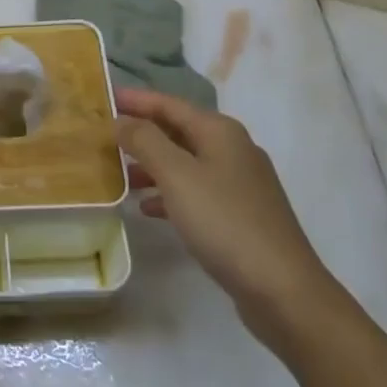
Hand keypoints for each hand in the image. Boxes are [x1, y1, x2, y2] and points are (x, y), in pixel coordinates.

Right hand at [117, 89, 333, 345]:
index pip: (169, 104)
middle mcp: (232, 149)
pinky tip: (148, 208)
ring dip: (152, 164)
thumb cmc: (224, 222)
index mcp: (220, 132)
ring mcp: (239, 184)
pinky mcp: (240, 215)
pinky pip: (195, 191)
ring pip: (185, 162)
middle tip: (105, 134)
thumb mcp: (177, 175)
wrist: (282, 289)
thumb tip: (122, 120)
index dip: (136, 99)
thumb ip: (145, 141)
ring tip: (118, 174)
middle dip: (142, 131)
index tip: (104, 97)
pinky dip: (169, 193)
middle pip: (178, 130)